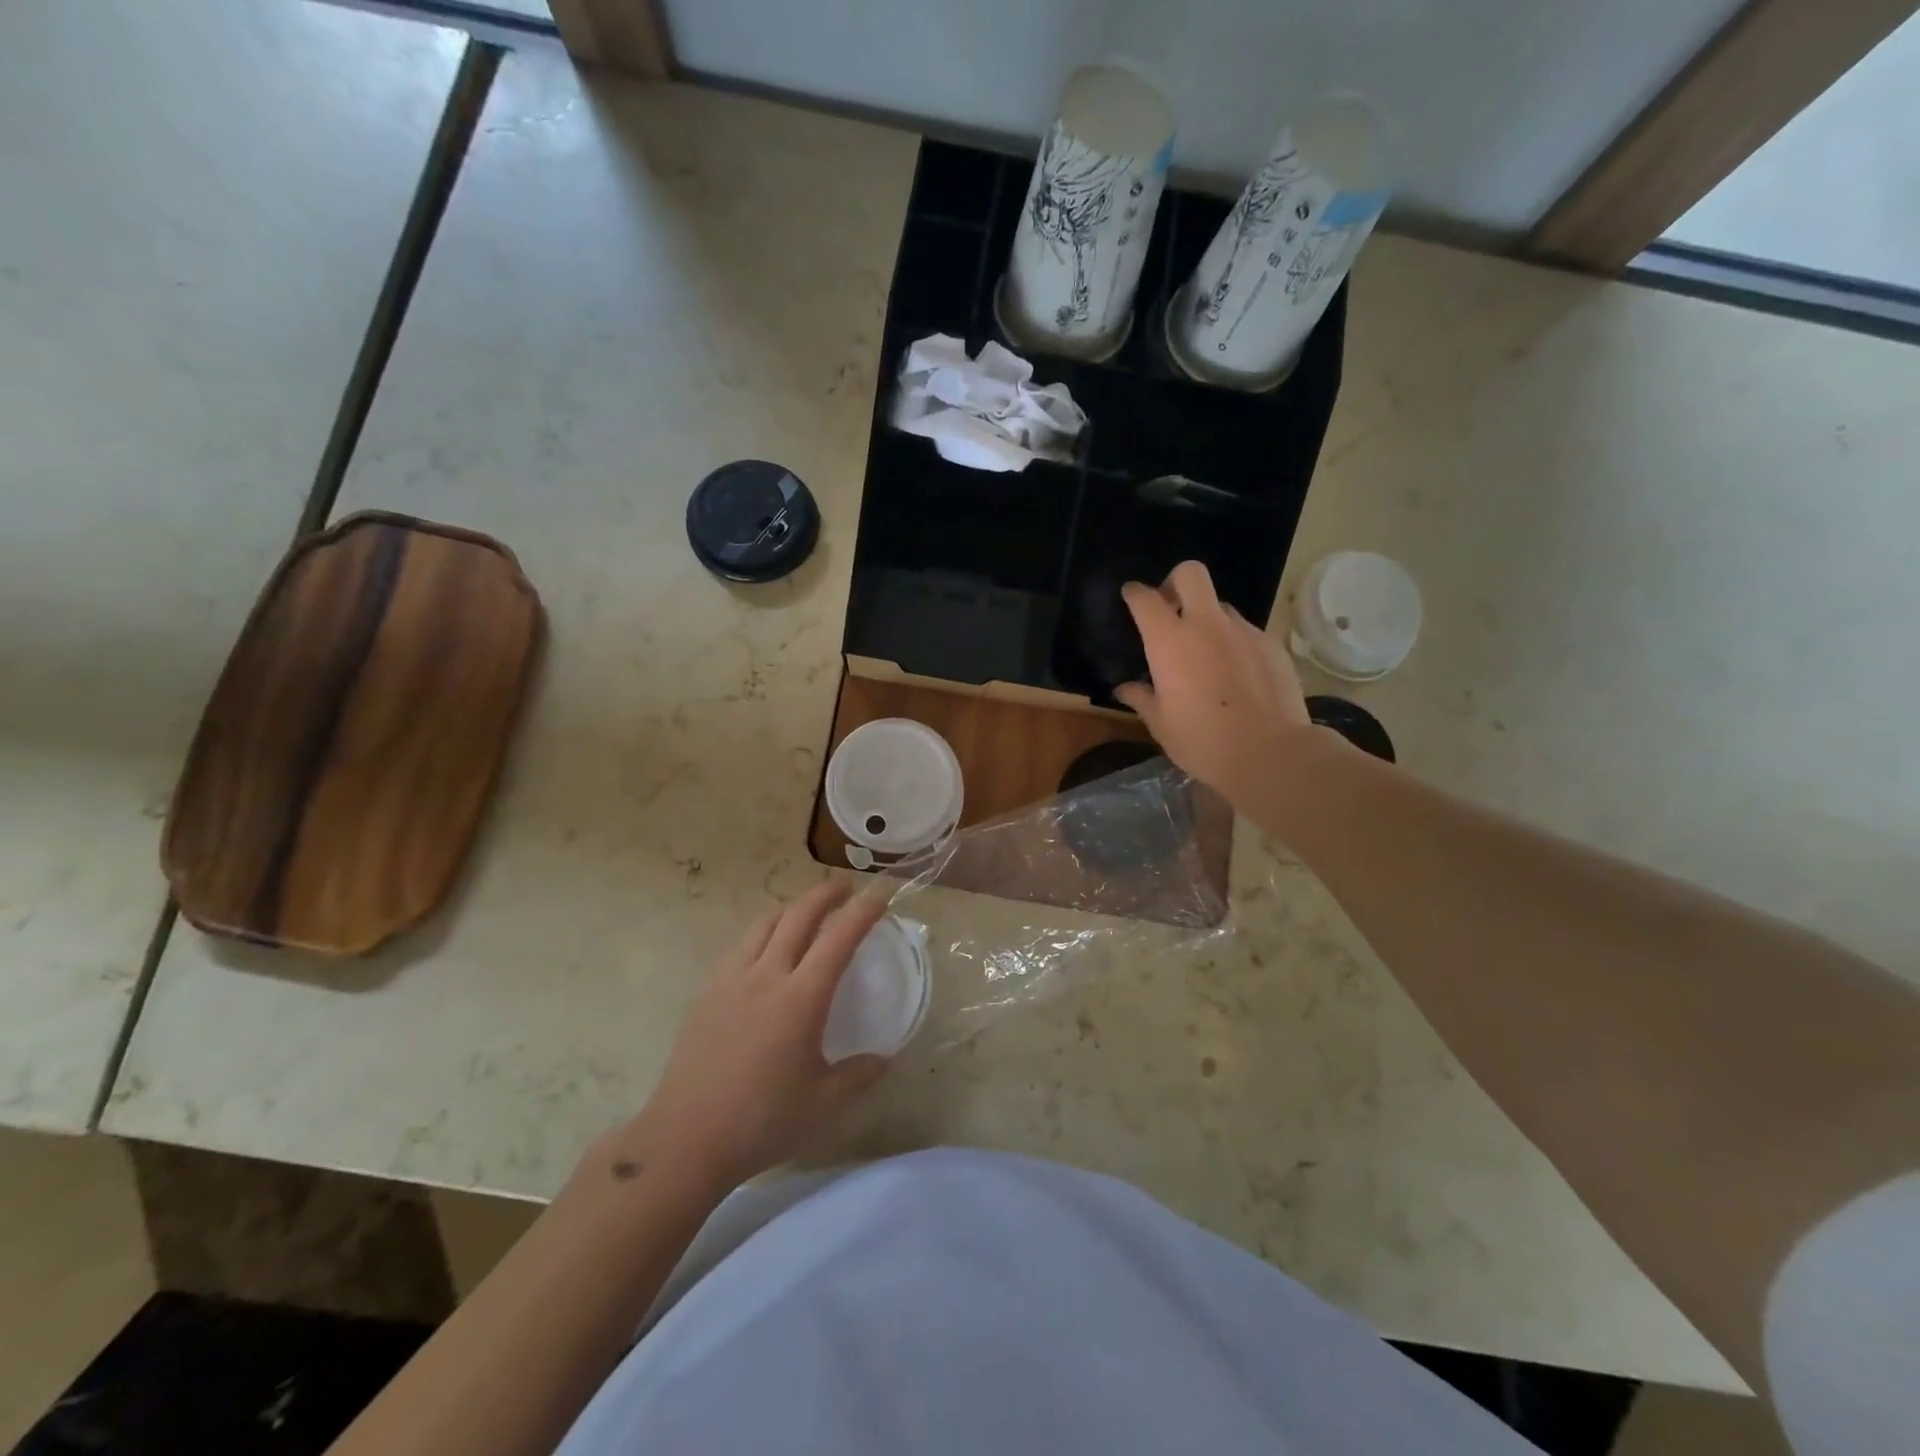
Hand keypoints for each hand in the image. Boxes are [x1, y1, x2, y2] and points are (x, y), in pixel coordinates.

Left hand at [629, 883, 890, 1192]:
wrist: (686, 1138)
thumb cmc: (762, 1120)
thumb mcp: (823, 1103)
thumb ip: (858, 1075)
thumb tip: (884, 1059)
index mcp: (801, 998)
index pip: (839, 939)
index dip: (862, 913)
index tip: (878, 897)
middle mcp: (767, 976)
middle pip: (798, 916)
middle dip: (824, 895)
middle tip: (844, 889)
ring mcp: (732, 981)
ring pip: (764, 924)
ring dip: (791, 908)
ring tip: (805, 911)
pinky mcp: (708, 993)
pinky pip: (740, 946)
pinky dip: (762, 932)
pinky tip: (764, 948)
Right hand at [1115, 561, 1315, 806]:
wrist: (1269, 753)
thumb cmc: (1202, 741)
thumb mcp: (1161, 724)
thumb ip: (1141, 698)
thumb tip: (1124, 689)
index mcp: (1169, 641)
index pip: (1145, 598)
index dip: (1134, 593)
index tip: (1131, 597)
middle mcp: (1206, 625)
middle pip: (1190, 574)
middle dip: (1175, 582)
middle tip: (1171, 609)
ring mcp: (1243, 631)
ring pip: (1220, 606)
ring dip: (1207, 619)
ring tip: (1206, 653)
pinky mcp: (1271, 645)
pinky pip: (1245, 632)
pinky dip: (1233, 643)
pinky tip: (1235, 674)